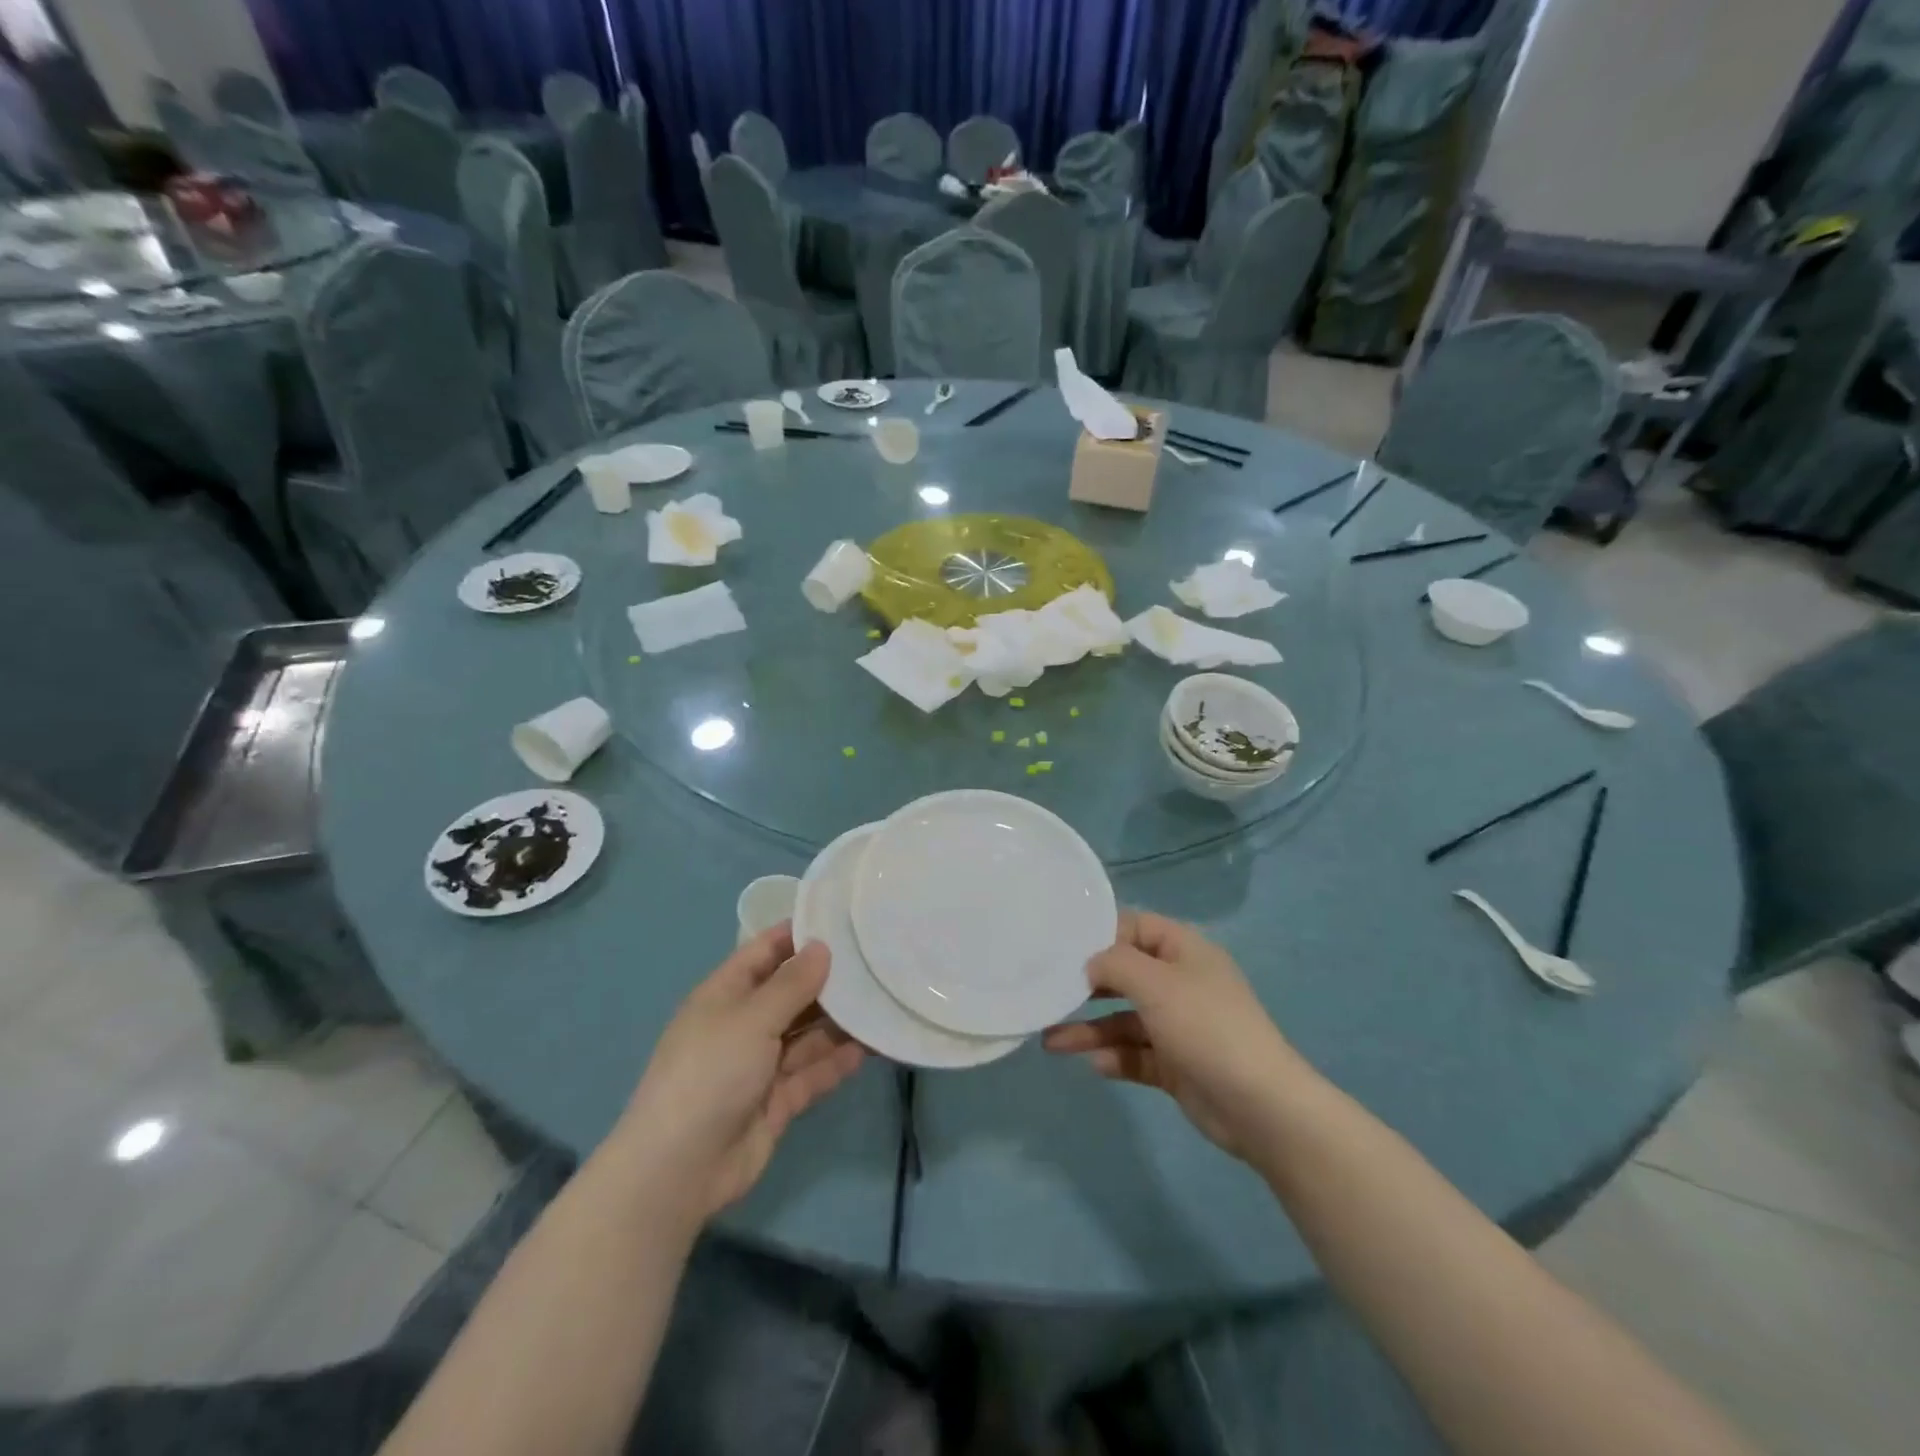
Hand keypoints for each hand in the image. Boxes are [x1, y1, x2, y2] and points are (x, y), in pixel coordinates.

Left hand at [616, 924, 864, 1221]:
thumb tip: (822, 946)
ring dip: (840, 1022)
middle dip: (829, 979)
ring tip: (883, 1001)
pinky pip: (813, 1072)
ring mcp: (761, 1064)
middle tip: (878, 961)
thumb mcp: (751, 1018)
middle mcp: (744, 1023)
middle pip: (792, 992)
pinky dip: (838, 1061)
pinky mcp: (777, 1100)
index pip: (766, 951)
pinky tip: (872, 1047)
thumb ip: (792, 983)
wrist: (679, 1170)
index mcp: (726, 994)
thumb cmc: (710, 1073)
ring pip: (807, 1033)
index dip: (799, 933)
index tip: (843, 919)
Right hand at [1043, 911, 1301, 1159]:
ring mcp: (1179, 1026)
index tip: (1062, 946)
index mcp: (1184, 951)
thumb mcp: (1155, 983)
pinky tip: (1096, 1065)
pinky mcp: (1177, 1065)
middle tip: (1048, 992)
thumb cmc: (1205, 1027)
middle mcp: (1181, 983)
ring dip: (1090, 1029)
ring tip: (1050, 1042)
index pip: (1136, 927)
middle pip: (1125, 975)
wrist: (1260, 1107)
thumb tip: (1090, 963)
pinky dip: (1116, 1057)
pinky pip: (1137, 1054)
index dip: (1101, 933)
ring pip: (1124, 1020)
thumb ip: (1114, 963)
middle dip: (1087, 986)